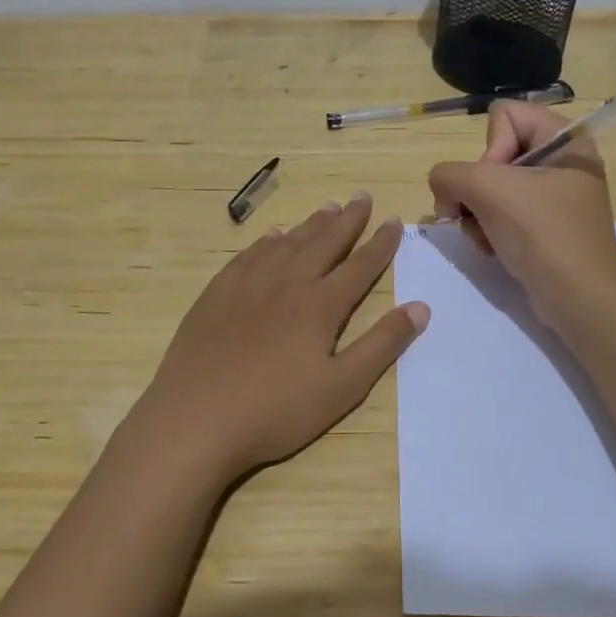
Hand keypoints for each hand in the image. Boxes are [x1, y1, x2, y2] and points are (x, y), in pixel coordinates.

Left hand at [125, 193, 428, 483]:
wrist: (194, 419)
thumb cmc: (275, 411)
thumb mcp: (342, 387)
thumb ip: (382, 345)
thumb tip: (421, 307)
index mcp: (320, 305)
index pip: (359, 266)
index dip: (380, 244)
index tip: (394, 221)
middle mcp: (286, 283)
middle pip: (323, 243)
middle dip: (347, 220)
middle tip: (361, 197)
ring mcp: (246, 286)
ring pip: (285, 244)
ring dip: (309, 225)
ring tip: (327, 207)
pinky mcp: (216, 295)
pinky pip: (247, 256)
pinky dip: (265, 242)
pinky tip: (271, 237)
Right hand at [427, 101, 615, 331]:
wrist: (579, 299)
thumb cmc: (542, 233)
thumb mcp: (487, 190)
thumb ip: (449, 174)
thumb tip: (442, 187)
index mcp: (566, 140)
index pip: (505, 115)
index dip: (490, 149)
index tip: (495, 183)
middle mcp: (562, 163)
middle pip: (494, 154)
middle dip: (477, 189)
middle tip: (477, 214)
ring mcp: (554, 198)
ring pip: (492, 188)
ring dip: (477, 214)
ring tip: (483, 238)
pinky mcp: (545, 228)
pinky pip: (503, 214)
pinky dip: (489, 230)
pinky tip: (491, 249)